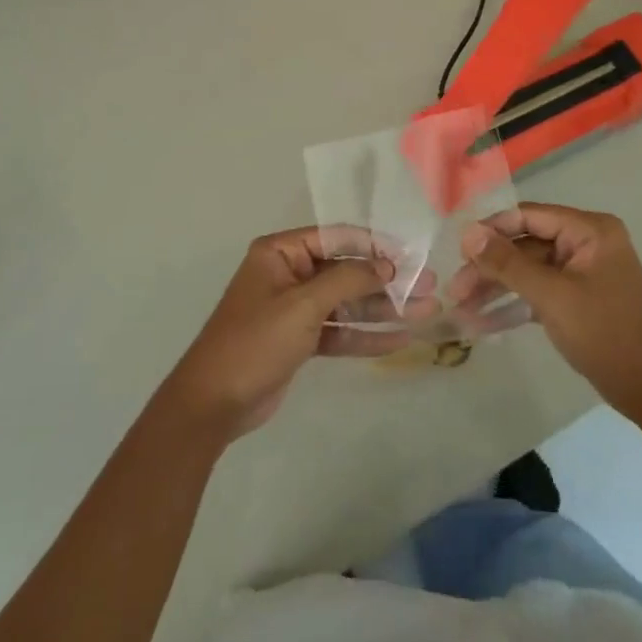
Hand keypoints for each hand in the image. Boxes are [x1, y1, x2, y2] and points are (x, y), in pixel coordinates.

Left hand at [160, 227, 408, 439]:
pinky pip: (339, 331)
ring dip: (383, 309)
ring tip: (426, 312)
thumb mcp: (302, 305)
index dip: (375, 245)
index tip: (411, 255)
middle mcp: (290, 274)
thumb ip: (347, 280)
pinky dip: (366, 335)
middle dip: (387, 281)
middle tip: (428, 287)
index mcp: (281, 253)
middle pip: (346, 271)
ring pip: (347, 303)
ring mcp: (295, 308)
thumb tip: (387, 266)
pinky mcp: (300, 339)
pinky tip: (399, 339)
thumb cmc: (255, 341)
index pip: (337, 238)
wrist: (213, 403)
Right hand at [460, 203, 641, 421]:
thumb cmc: (607, 334)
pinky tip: (482, 320)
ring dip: (496, 286)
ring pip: (528, 269)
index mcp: (589, 230)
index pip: (529, 216)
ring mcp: (582, 272)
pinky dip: (513, 303)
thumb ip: (508, 263)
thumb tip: (468, 233)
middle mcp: (586, 243)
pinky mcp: (578, 299)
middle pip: (525, 244)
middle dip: (489, 266)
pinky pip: (538, 291)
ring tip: (461, 306)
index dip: (491, 230)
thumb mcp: (552, 296)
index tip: (457, 250)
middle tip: (455, 290)